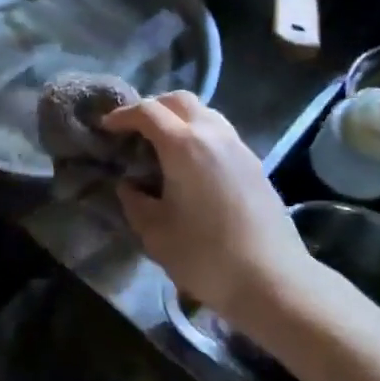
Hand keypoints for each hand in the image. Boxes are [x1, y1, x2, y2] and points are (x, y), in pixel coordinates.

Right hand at [101, 92, 313, 331]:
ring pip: (204, 113)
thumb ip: (135, 202)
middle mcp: (213, 134)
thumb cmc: (206, 256)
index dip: (123, 115)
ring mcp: (238, 146)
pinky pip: (220, 133)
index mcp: (184, 145)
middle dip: (153, 107)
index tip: (106, 127)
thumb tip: (129, 185)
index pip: (148, 112)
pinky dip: (199, 135)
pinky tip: (191, 165)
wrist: (273, 280)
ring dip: (179, 119)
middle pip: (179, 100)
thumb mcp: (156, 233)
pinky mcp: (254, 163)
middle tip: (134, 130)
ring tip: (162, 146)